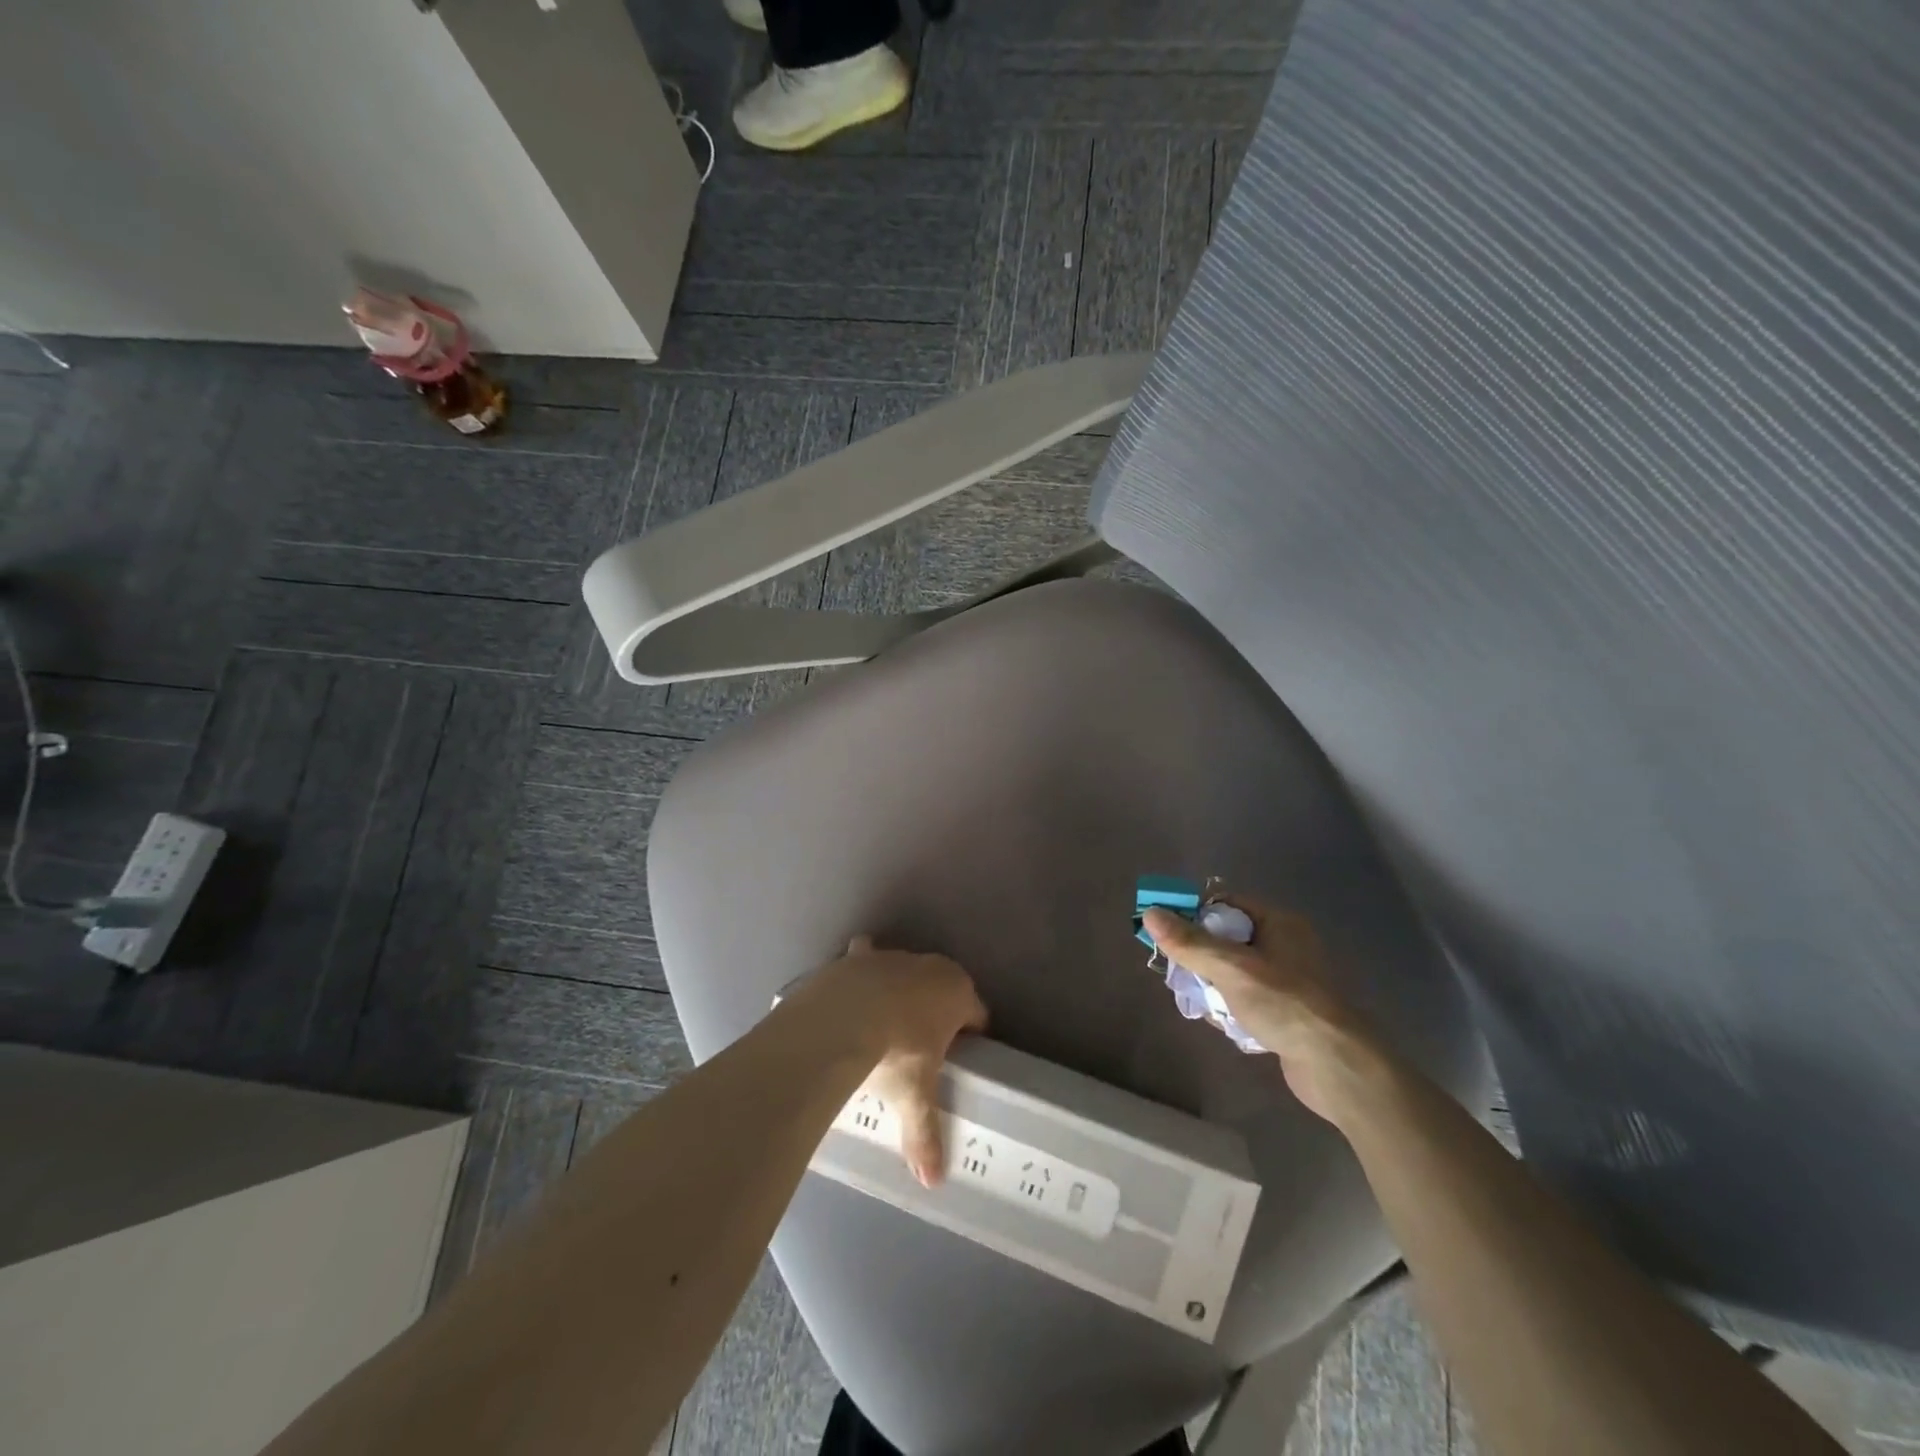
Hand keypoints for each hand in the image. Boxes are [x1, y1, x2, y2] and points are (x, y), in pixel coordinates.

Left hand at [805, 936, 987, 1186]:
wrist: (841, 1019)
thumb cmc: (895, 1053)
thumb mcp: (915, 1096)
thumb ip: (926, 1135)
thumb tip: (933, 1182)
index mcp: (957, 993)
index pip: (977, 1015)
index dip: (972, 1038)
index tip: (960, 1059)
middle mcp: (930, 967)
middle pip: (943, 990)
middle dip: (937, 1012)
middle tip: (922, 1048)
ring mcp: (893, 957)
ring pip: (905, 971)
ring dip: (900, 989)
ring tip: (884, 1024)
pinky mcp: (858, 957)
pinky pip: (865, 958)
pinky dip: (861, 971)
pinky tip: (851, 990)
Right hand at [1143, 898, 1386, 1124]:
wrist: (1337, 1066)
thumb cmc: (1284, 1004)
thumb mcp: (1231, 968)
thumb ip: (1189, 942)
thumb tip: (1150, 913)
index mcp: (1279, 923)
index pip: (1226, 904)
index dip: (1194, 913)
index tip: (1166, 931)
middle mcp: (1286, 946)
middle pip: (1227, 938)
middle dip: (1199, 954)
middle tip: (1176, 969)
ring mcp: (1288, 981)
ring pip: (1235, 970)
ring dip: (1212, 983)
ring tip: (1195, 998)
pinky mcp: (1288, 1012)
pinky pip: (1247, 998)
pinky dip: (1229, 1006)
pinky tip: (1218, 1021)